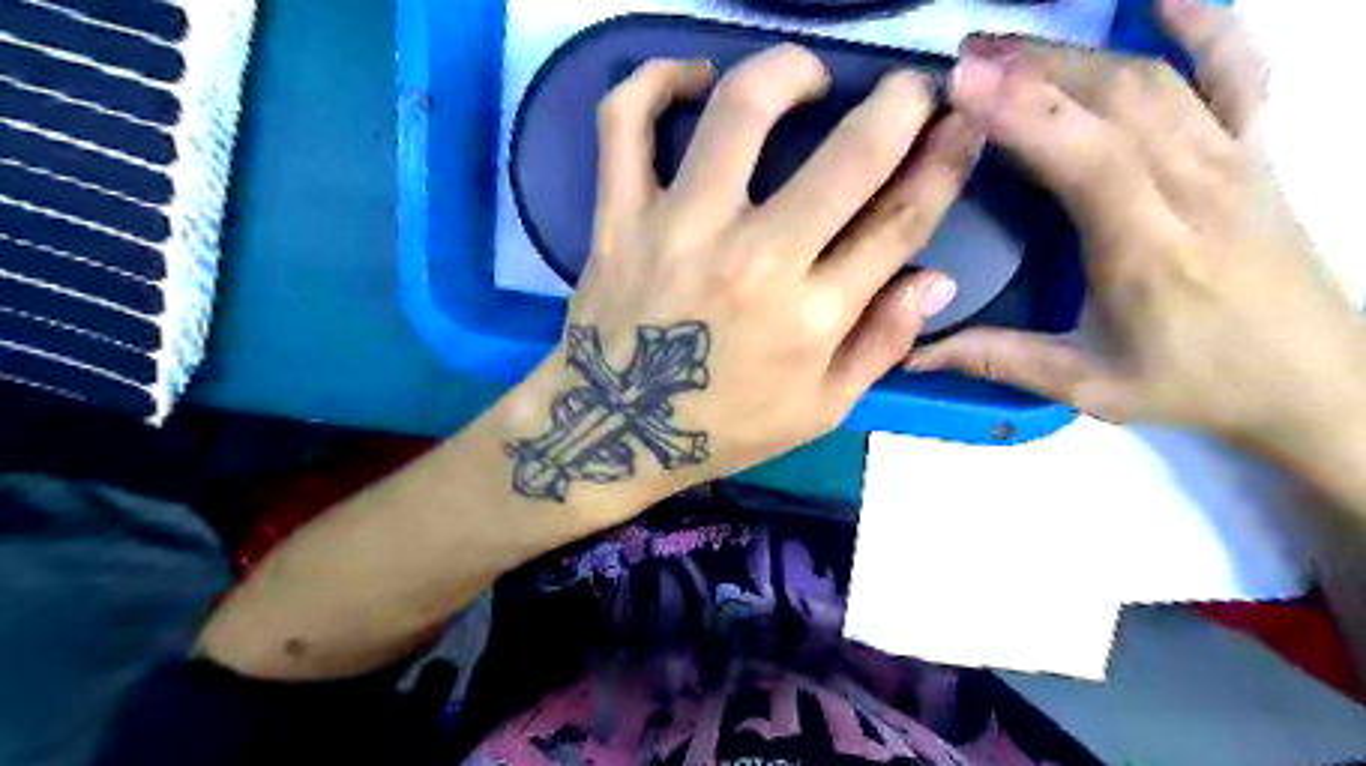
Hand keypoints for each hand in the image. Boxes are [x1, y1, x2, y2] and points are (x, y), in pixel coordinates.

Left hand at [506, 45, 988, 503]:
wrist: (616, 429)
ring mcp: (680, 230)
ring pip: (741, 111)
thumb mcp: (819, 410)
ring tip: (806, 75)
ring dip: (788, 70)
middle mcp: (755, 261)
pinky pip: (626, 123)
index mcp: (812, 316)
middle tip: (908, 89)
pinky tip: (693, 78)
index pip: (900, 220)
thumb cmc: (723, 426)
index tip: (961, 126)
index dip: (945, 163)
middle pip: (849, 155)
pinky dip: (655, 80)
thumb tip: (936, 280)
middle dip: (900, 105)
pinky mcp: (618, 217)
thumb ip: (882, 345)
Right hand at [904, 0, 1364, 453]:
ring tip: (1008, 43)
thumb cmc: (1192, 384)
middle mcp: (1195, 188)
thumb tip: (911, 352)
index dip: (1024, 113)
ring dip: (1077, 50)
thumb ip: (996, 360)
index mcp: (1148, 250)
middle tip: (963, 59)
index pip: (1088, 158)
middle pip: (1116, 99)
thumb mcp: (1085, 386)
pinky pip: (1239, 68)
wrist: (1311, 381)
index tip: (960, 84)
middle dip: (1034, 67)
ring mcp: (1233, 160)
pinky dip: (1205, 21)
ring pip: (1155, 78)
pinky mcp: (1255, 150)